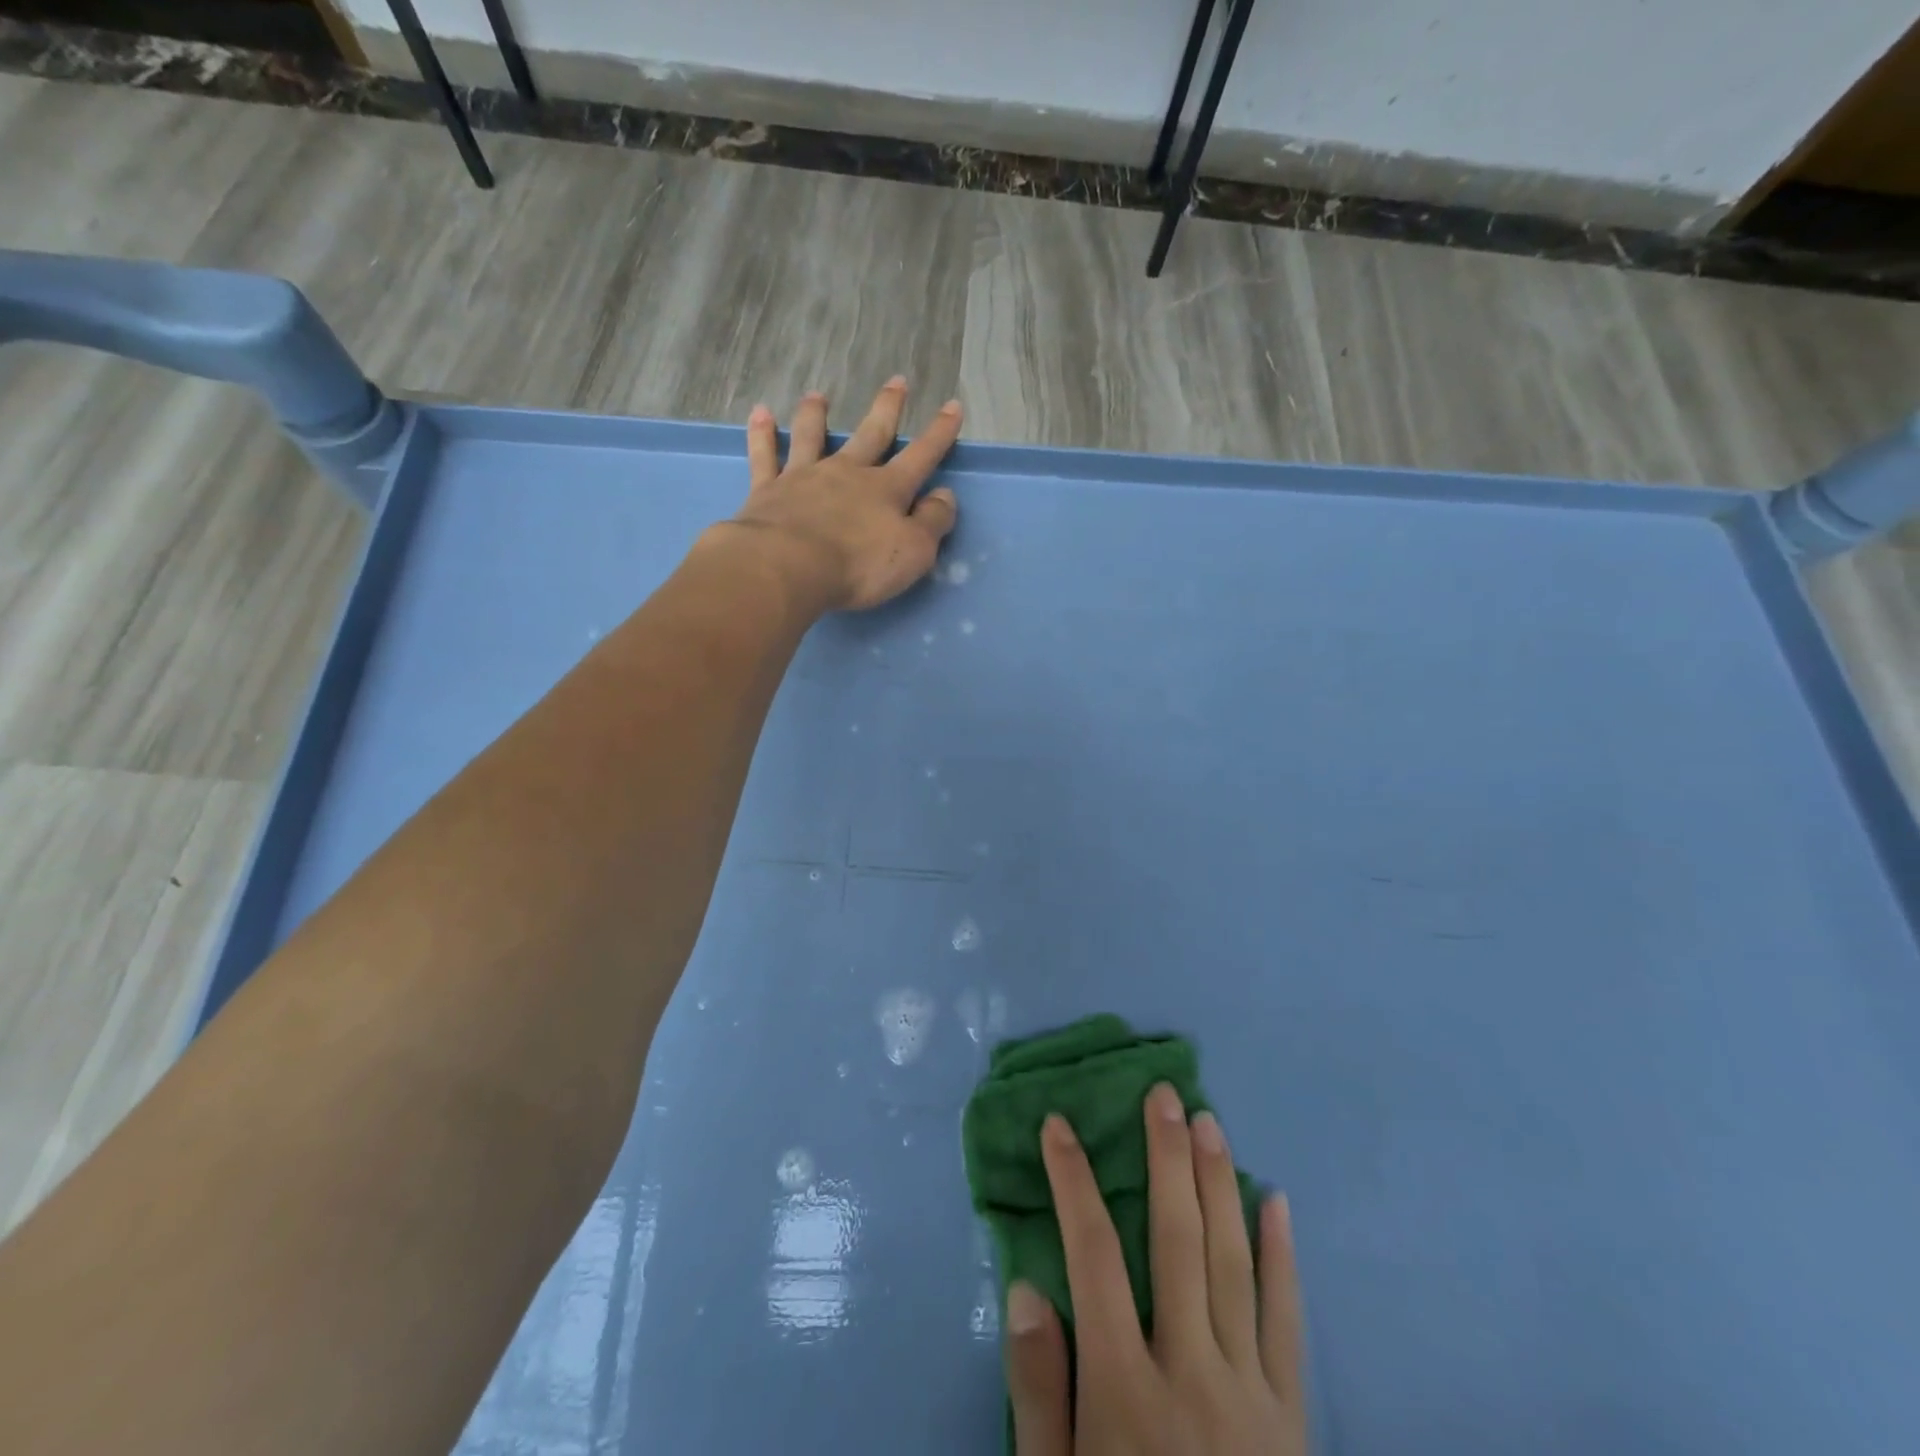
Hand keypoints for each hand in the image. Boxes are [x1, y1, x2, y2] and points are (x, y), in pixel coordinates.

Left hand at [725, 376, 960, 612]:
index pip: (921, 456)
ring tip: (818, 396)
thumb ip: (933, 522)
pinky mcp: (768, 491)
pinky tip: (760, 413)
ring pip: (812, 437)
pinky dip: (762, 434)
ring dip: (816, 415)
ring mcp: (804, 478)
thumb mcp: (914, 552)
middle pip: (871, 434)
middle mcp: (847, 474)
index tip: (952, 407)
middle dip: (887, 408)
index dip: (939, 433)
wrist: (788, 567)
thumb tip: (945, 496)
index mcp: (886, 489)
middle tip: (897, 381)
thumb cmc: (858, 565)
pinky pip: (764, 456)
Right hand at [1005, 1086, 1308, 1454]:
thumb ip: (1039, 1391)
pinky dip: (1282, 1258)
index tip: (1059, 1125)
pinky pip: (1288, 1322)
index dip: (1073, 1182)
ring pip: (1232, 1264)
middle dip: (1165, 1159)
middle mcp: (1191, 1374)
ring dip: (1218, 1186)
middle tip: (1163, 1094)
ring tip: (1208, 1122)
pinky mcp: (1294, 1418)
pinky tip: (1275, 1201)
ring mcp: (1251, 1394)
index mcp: (1125, 1392)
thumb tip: (1026, 1284)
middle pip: (1176, 1242)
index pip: (1092, 1256)